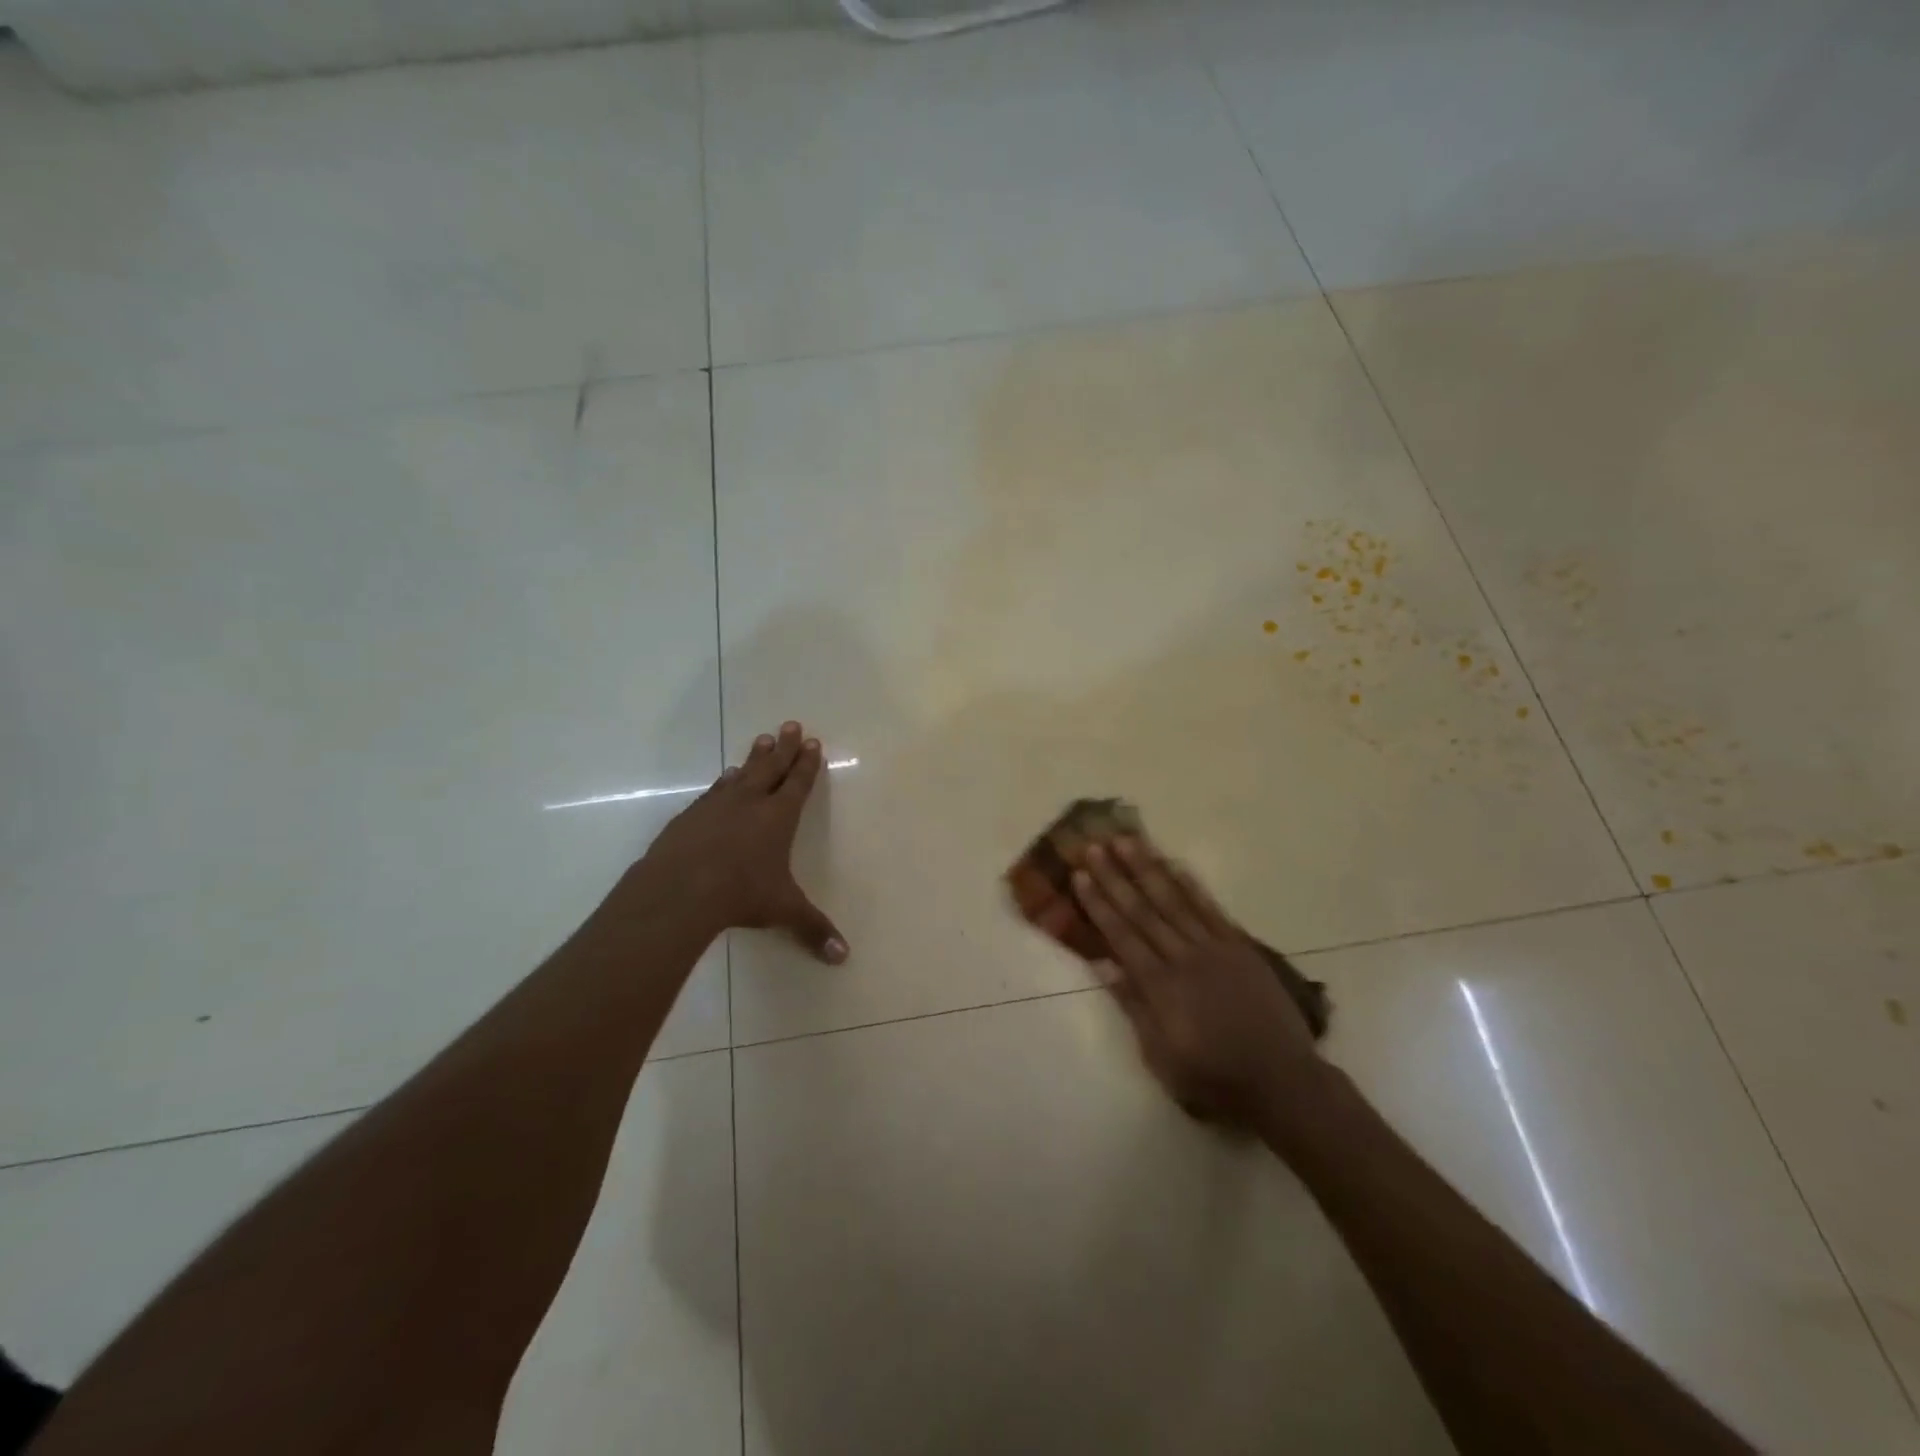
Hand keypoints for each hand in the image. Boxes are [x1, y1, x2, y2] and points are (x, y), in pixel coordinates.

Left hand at [636, 721, 847, 962]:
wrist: (679, 891)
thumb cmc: (740, 894)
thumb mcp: (783, 911)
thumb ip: (813, 929)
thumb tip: (843, 957)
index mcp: (778, 817)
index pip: (798, 783)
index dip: (806, 763)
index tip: (812, 742)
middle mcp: (749, 803)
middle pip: (770, 767)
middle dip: (783, 747)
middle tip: (789, 724)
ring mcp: (716, 806)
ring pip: (740, 774)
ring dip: (752, 758)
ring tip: (759, 742)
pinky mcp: (689, 818)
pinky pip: (712, 793)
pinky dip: (722, 783)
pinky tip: (722, 781)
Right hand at [1073, 837, 1315, 1127]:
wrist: (1282, 1081)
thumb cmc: (1214, 1078)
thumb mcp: (1162, 1057)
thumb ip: (1134, 1007)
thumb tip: (1106, 965)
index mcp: (1160, 986)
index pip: (1121, 935)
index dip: (1098, 904)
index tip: (1080, 875)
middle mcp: (1183, 958)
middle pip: (1142, 910)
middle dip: (1115, 877)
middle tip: (1094, 846)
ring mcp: (1214, 949)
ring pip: (1174, 901)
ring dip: (1148, 869)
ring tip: (1128, 841)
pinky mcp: (1240, 948)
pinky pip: (1211, 910)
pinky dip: (1192, 886)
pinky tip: (1176, 865)